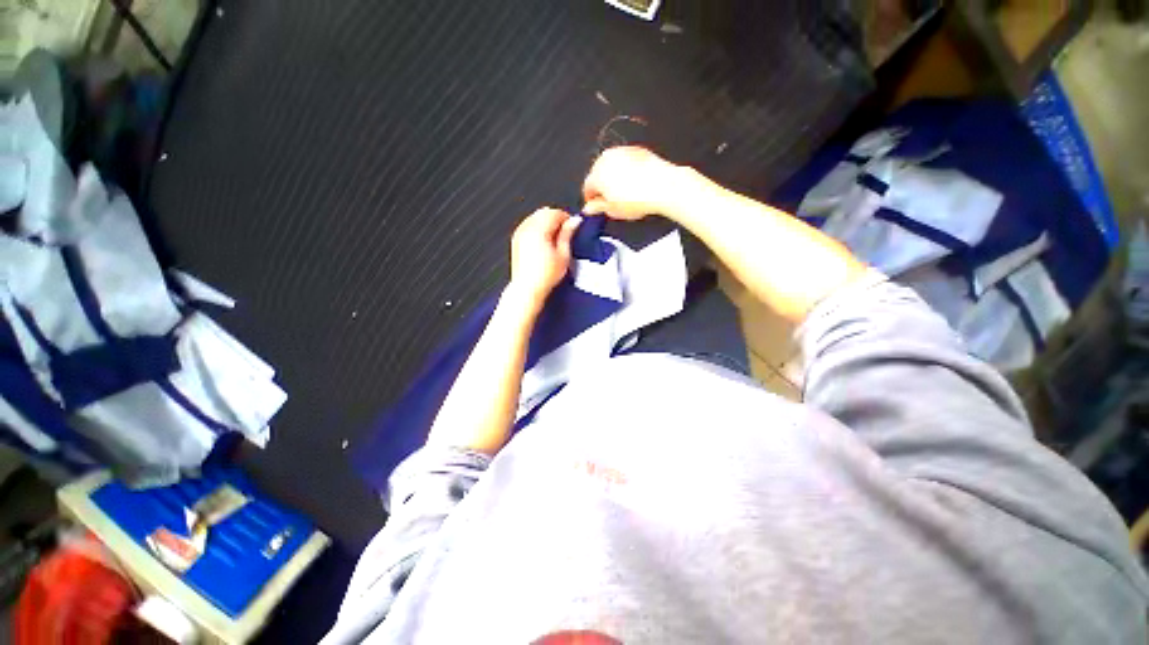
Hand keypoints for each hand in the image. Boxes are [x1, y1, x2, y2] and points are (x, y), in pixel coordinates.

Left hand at [507, 208, 581, 311]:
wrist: (527, 288)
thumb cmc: (545, 276)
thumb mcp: (563, 255)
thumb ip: (568, 234)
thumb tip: (575, 221)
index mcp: (539, 229)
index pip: (555, 213)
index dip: (567, 218)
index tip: (572, 228)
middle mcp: (526, 228)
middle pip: (544, 212)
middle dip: (556, 219)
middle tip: (565, 234)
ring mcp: (519, 233)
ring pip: (535, 217)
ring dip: (546, 223)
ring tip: (554, 241)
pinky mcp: (516, 240)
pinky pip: (528, 225)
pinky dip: (537, 229)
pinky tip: (544, 243)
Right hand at [582, 146, 687, 220]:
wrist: (663, 186)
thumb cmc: (638, 199)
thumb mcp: (613, 210)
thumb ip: (598, 208)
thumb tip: (590, 208)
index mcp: (597, 174)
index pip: (588, 187)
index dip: (592, 199)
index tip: (597, 206)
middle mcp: (606, 159)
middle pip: (598, 174)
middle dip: (602, 187)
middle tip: (611, 201)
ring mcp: (622, 152)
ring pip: (611, 166)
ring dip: (614, 178)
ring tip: (624, 193)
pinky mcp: (636, 150)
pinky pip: (625, 162)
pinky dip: (626, 171)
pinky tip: (634, 184)